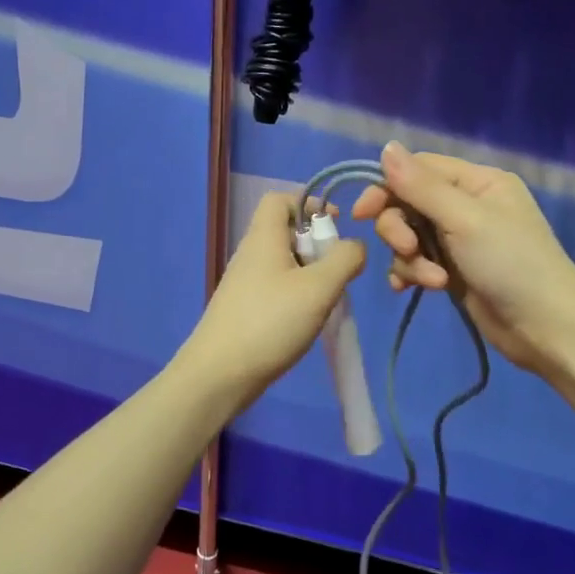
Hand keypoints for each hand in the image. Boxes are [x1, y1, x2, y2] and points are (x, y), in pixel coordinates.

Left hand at [178, 192, 365, 406]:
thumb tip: (355, 246)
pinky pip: (276, 287)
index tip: (336, 226)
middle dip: (317, 244)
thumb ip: (345, 260)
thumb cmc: (270, 322)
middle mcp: (250, 253)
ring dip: (310, 273)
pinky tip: (308, 319)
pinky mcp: (244, 308)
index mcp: (263, 237)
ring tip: (327, 297)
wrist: (219, 374)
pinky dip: (297, 294)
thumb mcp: (319, 287)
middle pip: (285, 231)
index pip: (280, 199)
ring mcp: (244, 283)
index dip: (309, 203)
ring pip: (283, 262)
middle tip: (337, 270)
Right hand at [351, 143, 574, 376]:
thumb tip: (386, 146)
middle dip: (400, 229)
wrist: (547, 328)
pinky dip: (411, 274)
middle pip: (408, 203)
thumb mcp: (464, 219)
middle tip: (408, 250)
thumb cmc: (511, 264)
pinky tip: (408, 290)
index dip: (387, 187)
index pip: (419, 169)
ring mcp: (460, 240)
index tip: (363, 212)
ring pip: (409, 236)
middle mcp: (467, 205)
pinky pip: (417, 263)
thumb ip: (420, 185)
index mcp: (477, 181)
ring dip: (410, 259)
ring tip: (431, 280)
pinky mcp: (454, 271)